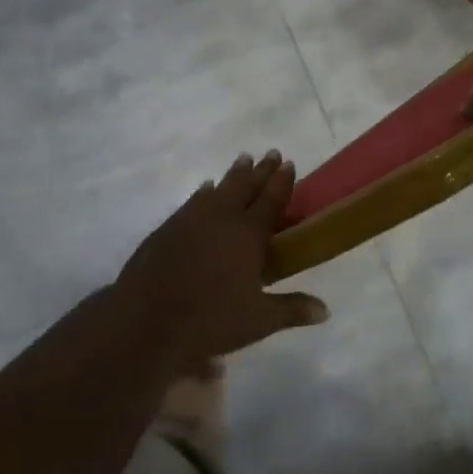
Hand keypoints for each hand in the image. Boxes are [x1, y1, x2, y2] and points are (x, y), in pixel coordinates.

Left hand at [117, 151, 328, 367]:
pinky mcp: (168, 228)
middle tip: (270, 153)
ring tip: (242, 160)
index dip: (281, 181)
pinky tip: (205, 188)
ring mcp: (192, 219)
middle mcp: (222, 218)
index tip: (289, 163)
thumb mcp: (258, 321)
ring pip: (218, 188)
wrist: (146, 320)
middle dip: (260, 170)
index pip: (270, 201)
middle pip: (245, 186)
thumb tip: (325, 311)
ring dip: (233, 174)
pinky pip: (193, 201)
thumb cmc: (209, 319)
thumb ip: (292, 309)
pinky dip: (203, 192)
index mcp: (248, 234)